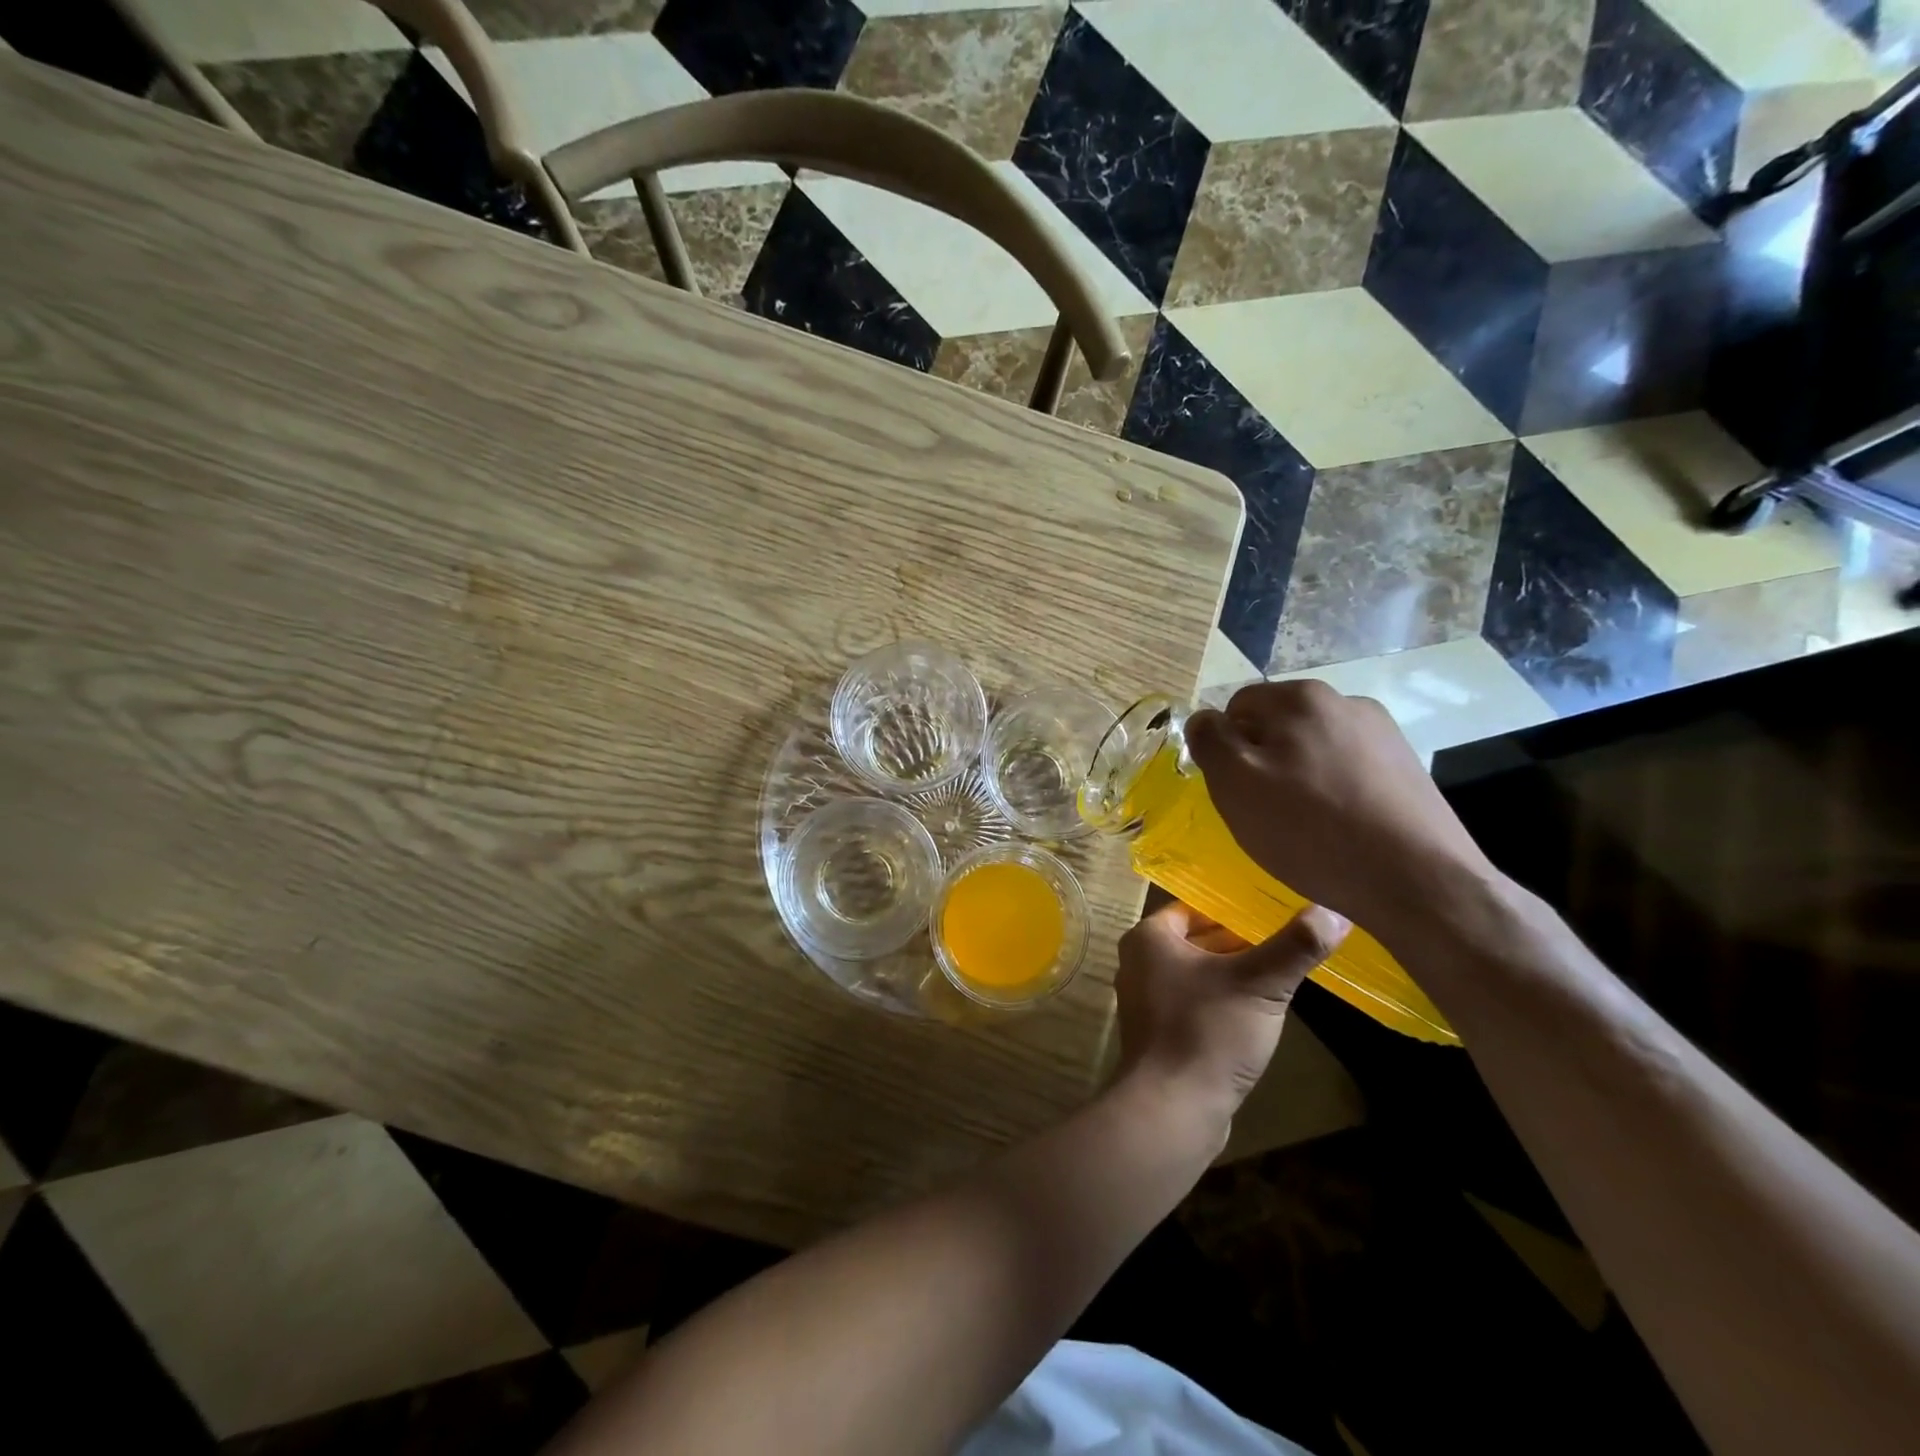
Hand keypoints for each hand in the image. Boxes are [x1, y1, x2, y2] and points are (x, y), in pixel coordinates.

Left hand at [1115, 900, 1348, 1123]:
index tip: (1273, 911)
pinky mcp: (1159, 1034)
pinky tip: (1257, 1012)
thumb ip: (1295, 946)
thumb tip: (1334, 913)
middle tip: (1285, 939)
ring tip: (1280, 971)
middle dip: (1238, 942)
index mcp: (1148, 938)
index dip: (1234, 909)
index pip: (1195, 908)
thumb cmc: (1208, 1031)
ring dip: (1233, 974)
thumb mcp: (1260, 984)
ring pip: (1197, 974)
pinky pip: (1194, 1004)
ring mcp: (1145, 1001)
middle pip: (1197, 941)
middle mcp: (1138, 963)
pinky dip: (1222, 1001)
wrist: (1172, 1108)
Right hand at [1185, 680, 1495, 937]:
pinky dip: (1334, 792)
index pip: (1236, 708)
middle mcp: (1345, 701)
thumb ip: (1209, 740)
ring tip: (1306, 826)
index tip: (1237, 790)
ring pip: (1313, 749)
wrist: (1418, 881)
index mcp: (1300, 697)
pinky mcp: (1407, 767)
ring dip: (1299, 777)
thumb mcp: (1235, 784)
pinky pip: (1347, 770)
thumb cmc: (1311, 829)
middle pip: (1277, 726)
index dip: (1226, 749)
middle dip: (1263, 762)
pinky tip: (1340, 829)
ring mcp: (1383, 733)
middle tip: (1266, 812)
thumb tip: (1204, 719)